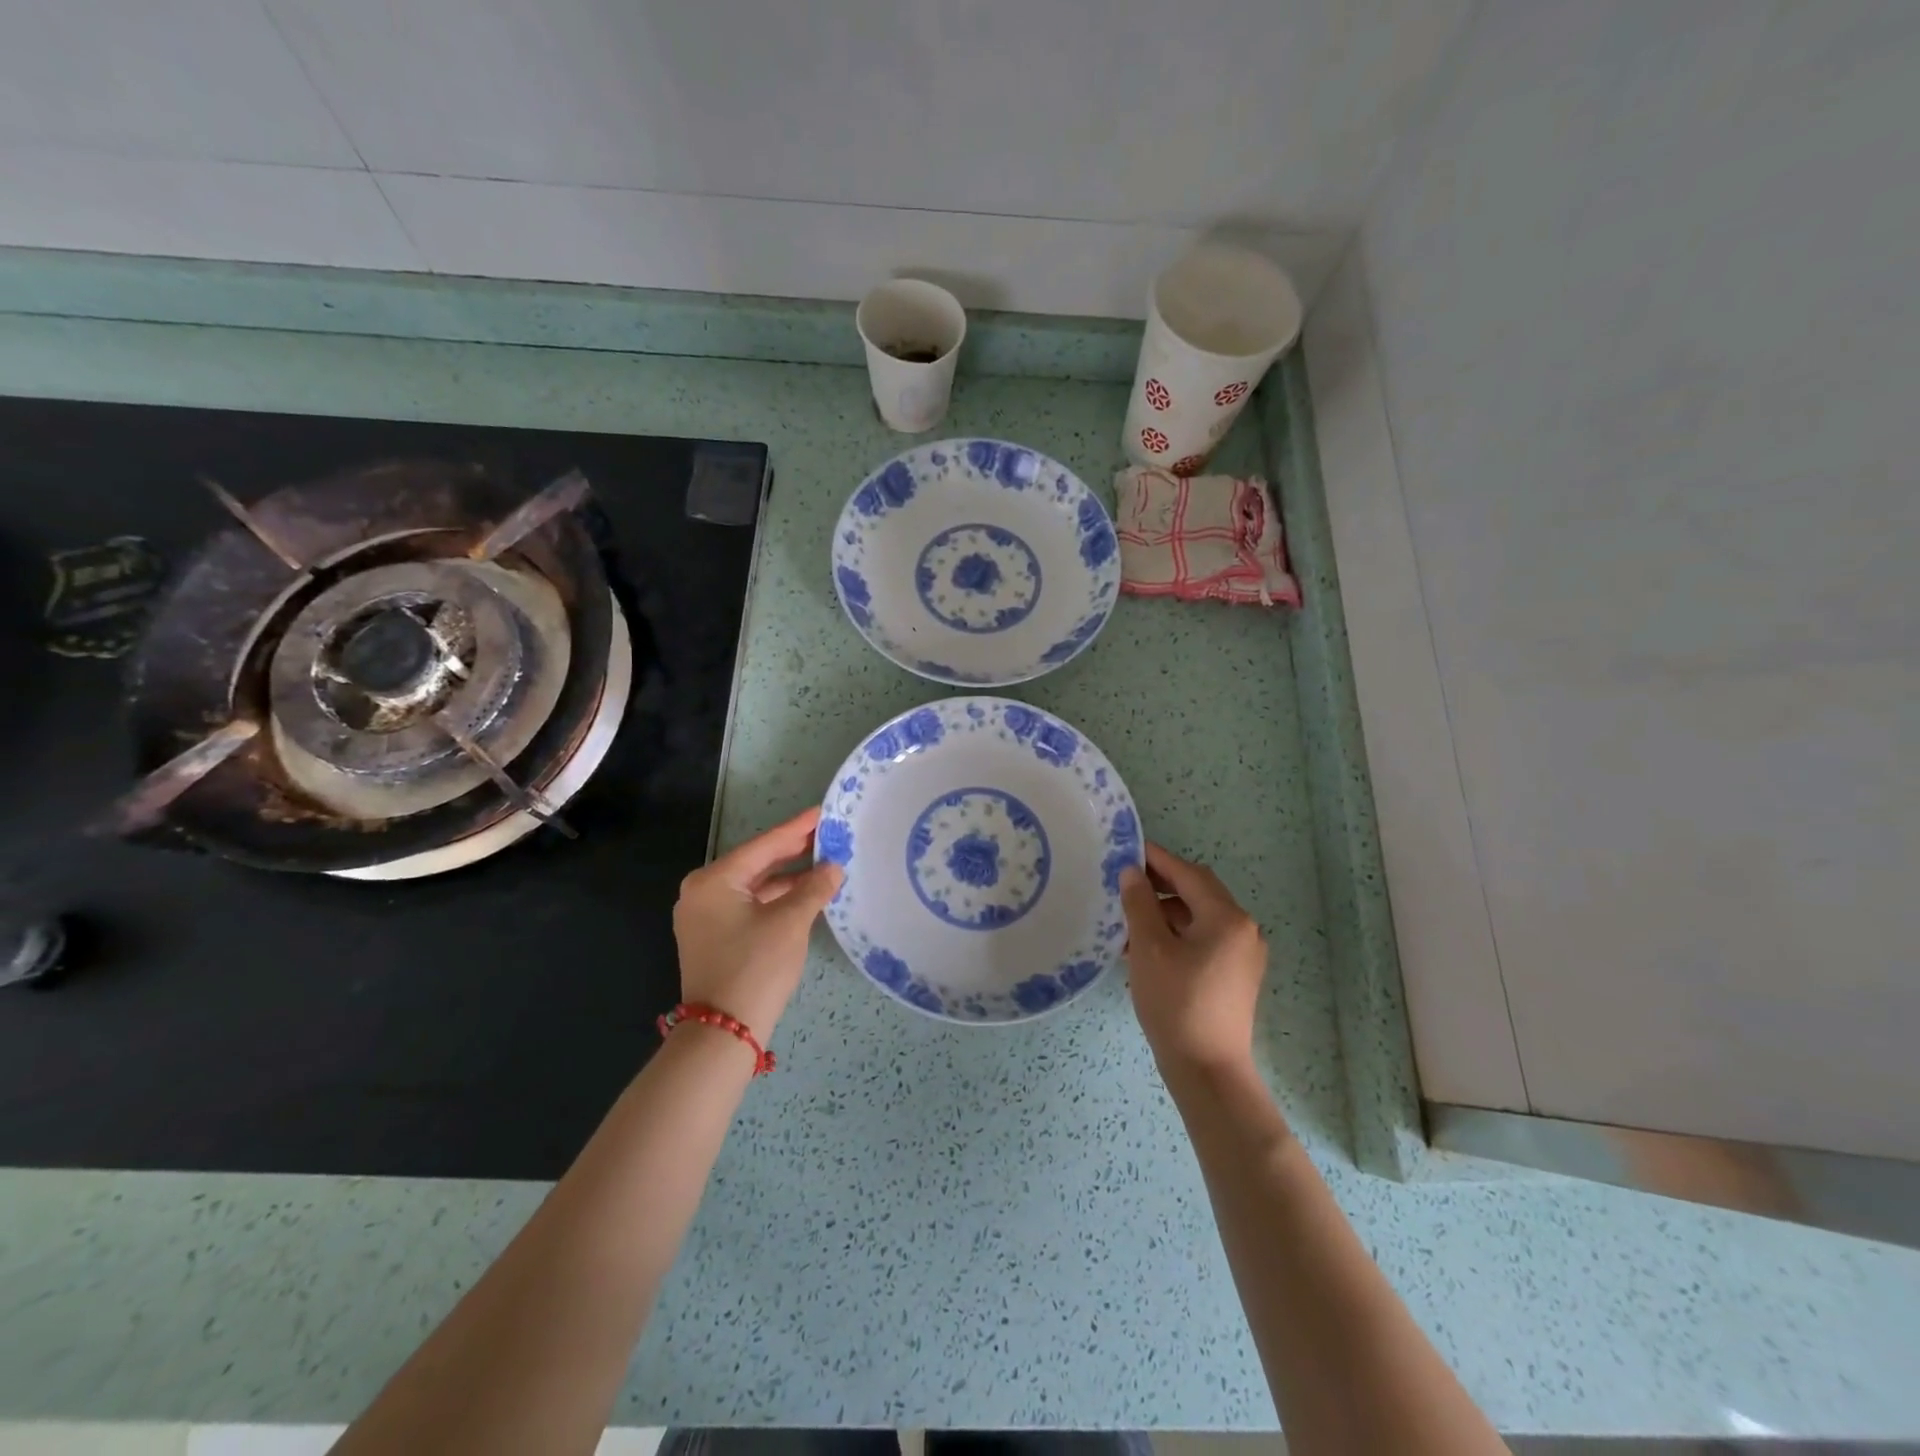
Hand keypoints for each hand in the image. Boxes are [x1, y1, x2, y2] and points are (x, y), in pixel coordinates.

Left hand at [672, 806, 842, 1041]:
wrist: (723, 1033)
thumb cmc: (755, 967)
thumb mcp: (790, 922)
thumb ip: (814, 888)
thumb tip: (833, 867)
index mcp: (713, 880)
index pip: (764, 845)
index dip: (797, 829)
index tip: (823, 811)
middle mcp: (702, 892)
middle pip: (757, 863)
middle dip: (793, 851)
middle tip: (828, 834)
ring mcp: (705, 917)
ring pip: (754, 886)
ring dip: (788, 877)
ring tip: (824, 862)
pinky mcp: (714, 937)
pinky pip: (749, 905)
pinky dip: (776, 899)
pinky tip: (805, 894)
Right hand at [1119, 842, 1267, 1077]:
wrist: (1207, 1070)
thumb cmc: (1176, 1002)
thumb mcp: (1149, 947)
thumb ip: (1139, 903)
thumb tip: (1132, 872)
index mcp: (1227, 917)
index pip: (1188, 873)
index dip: (1157, 859)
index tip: (1128, 848)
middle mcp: (1244, 929)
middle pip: (1198, 893)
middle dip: (1161, 885)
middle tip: (1125, 882)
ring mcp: (1244, 954)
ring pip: (1199, 918)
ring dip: (1166, 912)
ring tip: (1128, 920)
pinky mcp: (1237, 976)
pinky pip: (1205, 940)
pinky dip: (1177, 934)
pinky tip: (1147, 946)